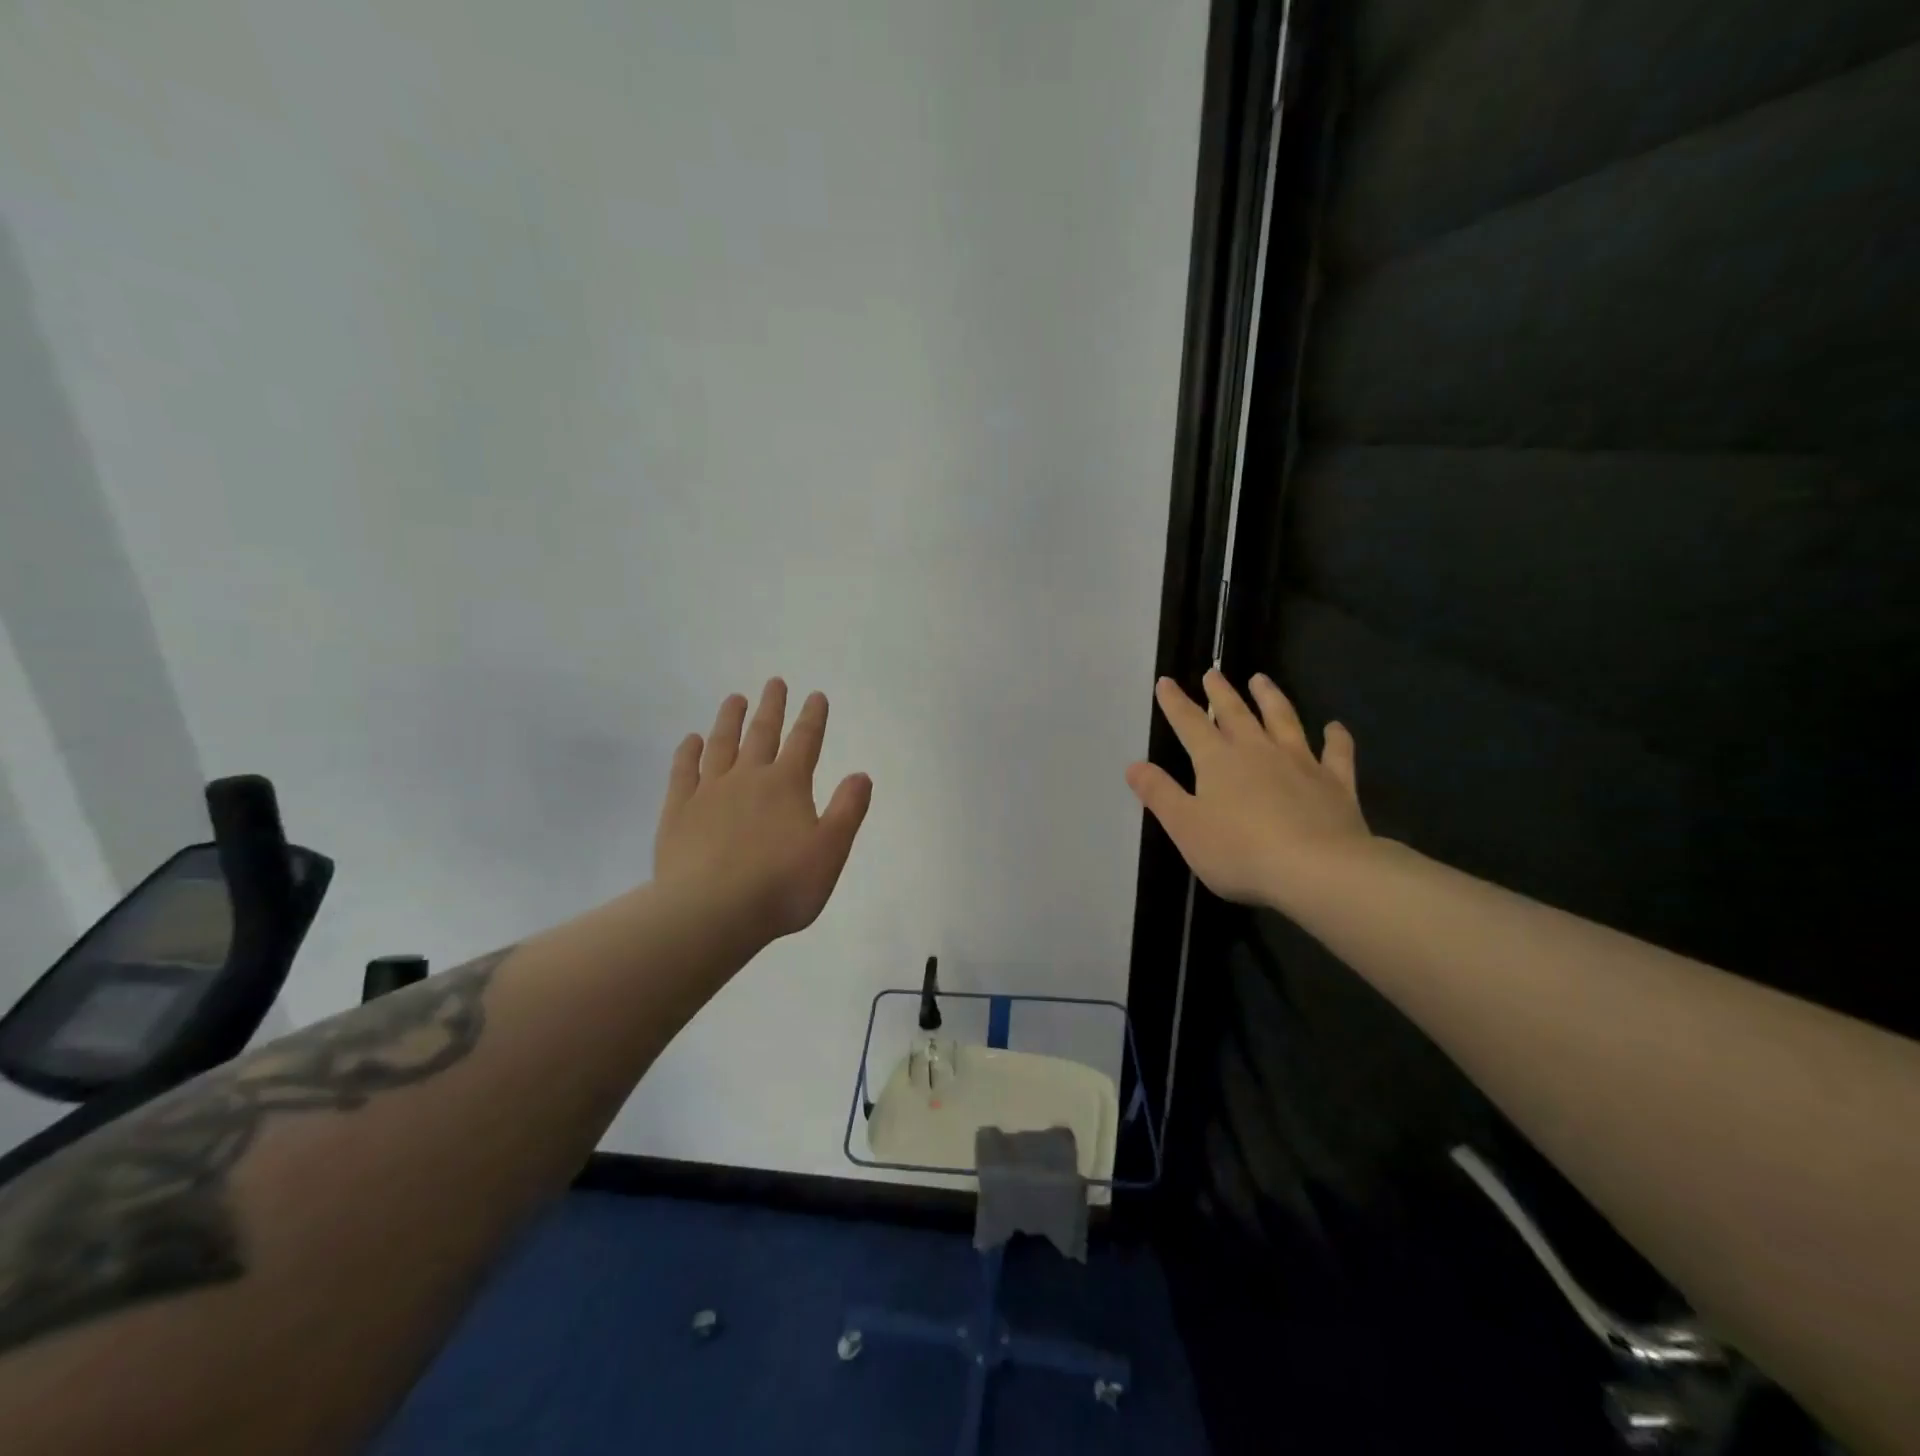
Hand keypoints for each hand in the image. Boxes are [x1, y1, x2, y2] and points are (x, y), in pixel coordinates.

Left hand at [654, 679, 872, 949]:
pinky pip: (683, 772)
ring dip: (730, 720)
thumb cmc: (781, 886)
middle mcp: (748, 778)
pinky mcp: (678, 811)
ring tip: (735, 699)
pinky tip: (691, 740)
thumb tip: (861, 774)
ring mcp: (709, 792)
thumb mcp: (830, 851)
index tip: (816, 695)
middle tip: (774, 683)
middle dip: (772, 707)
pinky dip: (688, 752)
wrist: (711, 912)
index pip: (805, 742)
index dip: (812, 717)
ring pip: (721, 745)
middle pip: (762, 733)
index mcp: (787, 785)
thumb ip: (848, 810)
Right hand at [1126, 670, 1369, 907]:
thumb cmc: (1240, 851)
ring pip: (1283, 720)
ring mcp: (1300, 763)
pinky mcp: (1335, 783)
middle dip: (1221, 692)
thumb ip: (1160, 794)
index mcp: (1218, 761)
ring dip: (1271, 698)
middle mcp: (1258, 751)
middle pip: (1236, 714)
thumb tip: (1134, 765)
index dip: (1175, 703)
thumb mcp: (1185, 827)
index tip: (1165, 682)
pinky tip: (1335, 727)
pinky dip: (1336, 738)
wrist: (1317, 868)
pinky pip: (1336, 753)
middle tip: (1213, 672)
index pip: (1190, 723)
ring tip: (1262, 680)